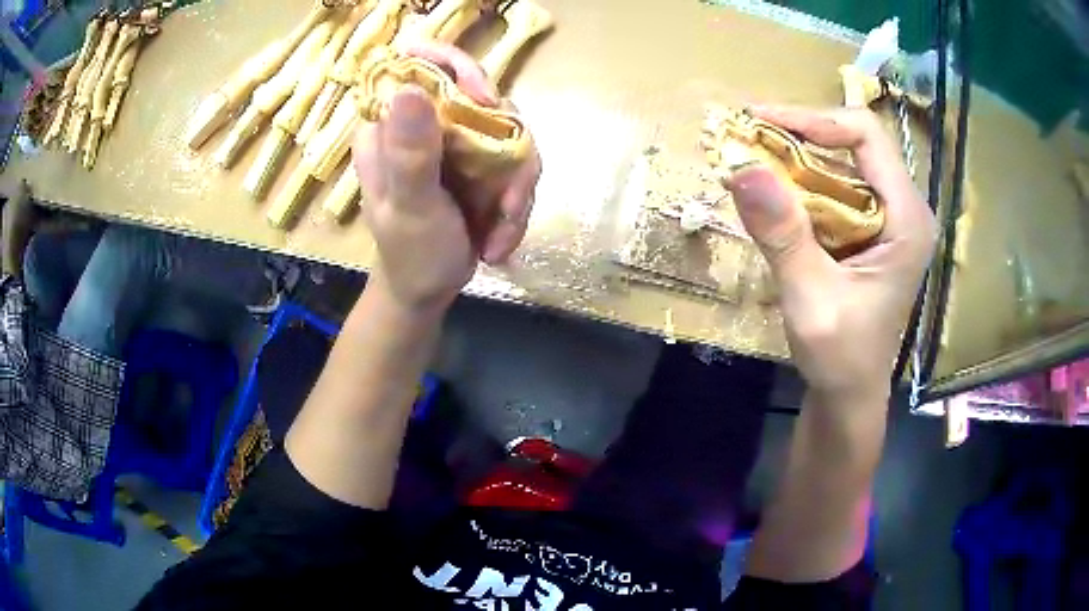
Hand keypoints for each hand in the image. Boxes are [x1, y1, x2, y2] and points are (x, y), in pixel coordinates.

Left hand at [352, 43, 540, 313]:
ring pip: (508, 131)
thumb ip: (410, 153)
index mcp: (390, 126)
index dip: (456, 66)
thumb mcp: (409, 206)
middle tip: (509, 195)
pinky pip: (516, 162)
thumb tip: (409, 89)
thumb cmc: (410, 253)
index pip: (419, 66)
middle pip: (480, 95)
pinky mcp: (480, 162)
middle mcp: (425, 124)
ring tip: (502, 229)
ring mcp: (456, 142)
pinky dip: (517, 202)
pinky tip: (500, 239)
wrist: (427, 291)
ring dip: (516, 185)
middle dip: (505, 145)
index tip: (485, 97)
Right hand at [725, 106, 936, 401]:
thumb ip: (783, 235)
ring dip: (797, 156)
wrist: (850, 394)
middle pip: (855, 141)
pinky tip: (775, 194)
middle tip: (748, 139)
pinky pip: (838, 185)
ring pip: (844, 160)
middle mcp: (904, 208)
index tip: (763, 124)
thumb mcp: (811, 299)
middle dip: (800, 134)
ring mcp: (890, 217)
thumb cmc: (841, 356)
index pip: (867, 135)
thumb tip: (741, 167)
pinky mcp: (873, 228)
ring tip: (753, 161)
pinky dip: (803, 181)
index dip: (815, 120)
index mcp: (907, 218)